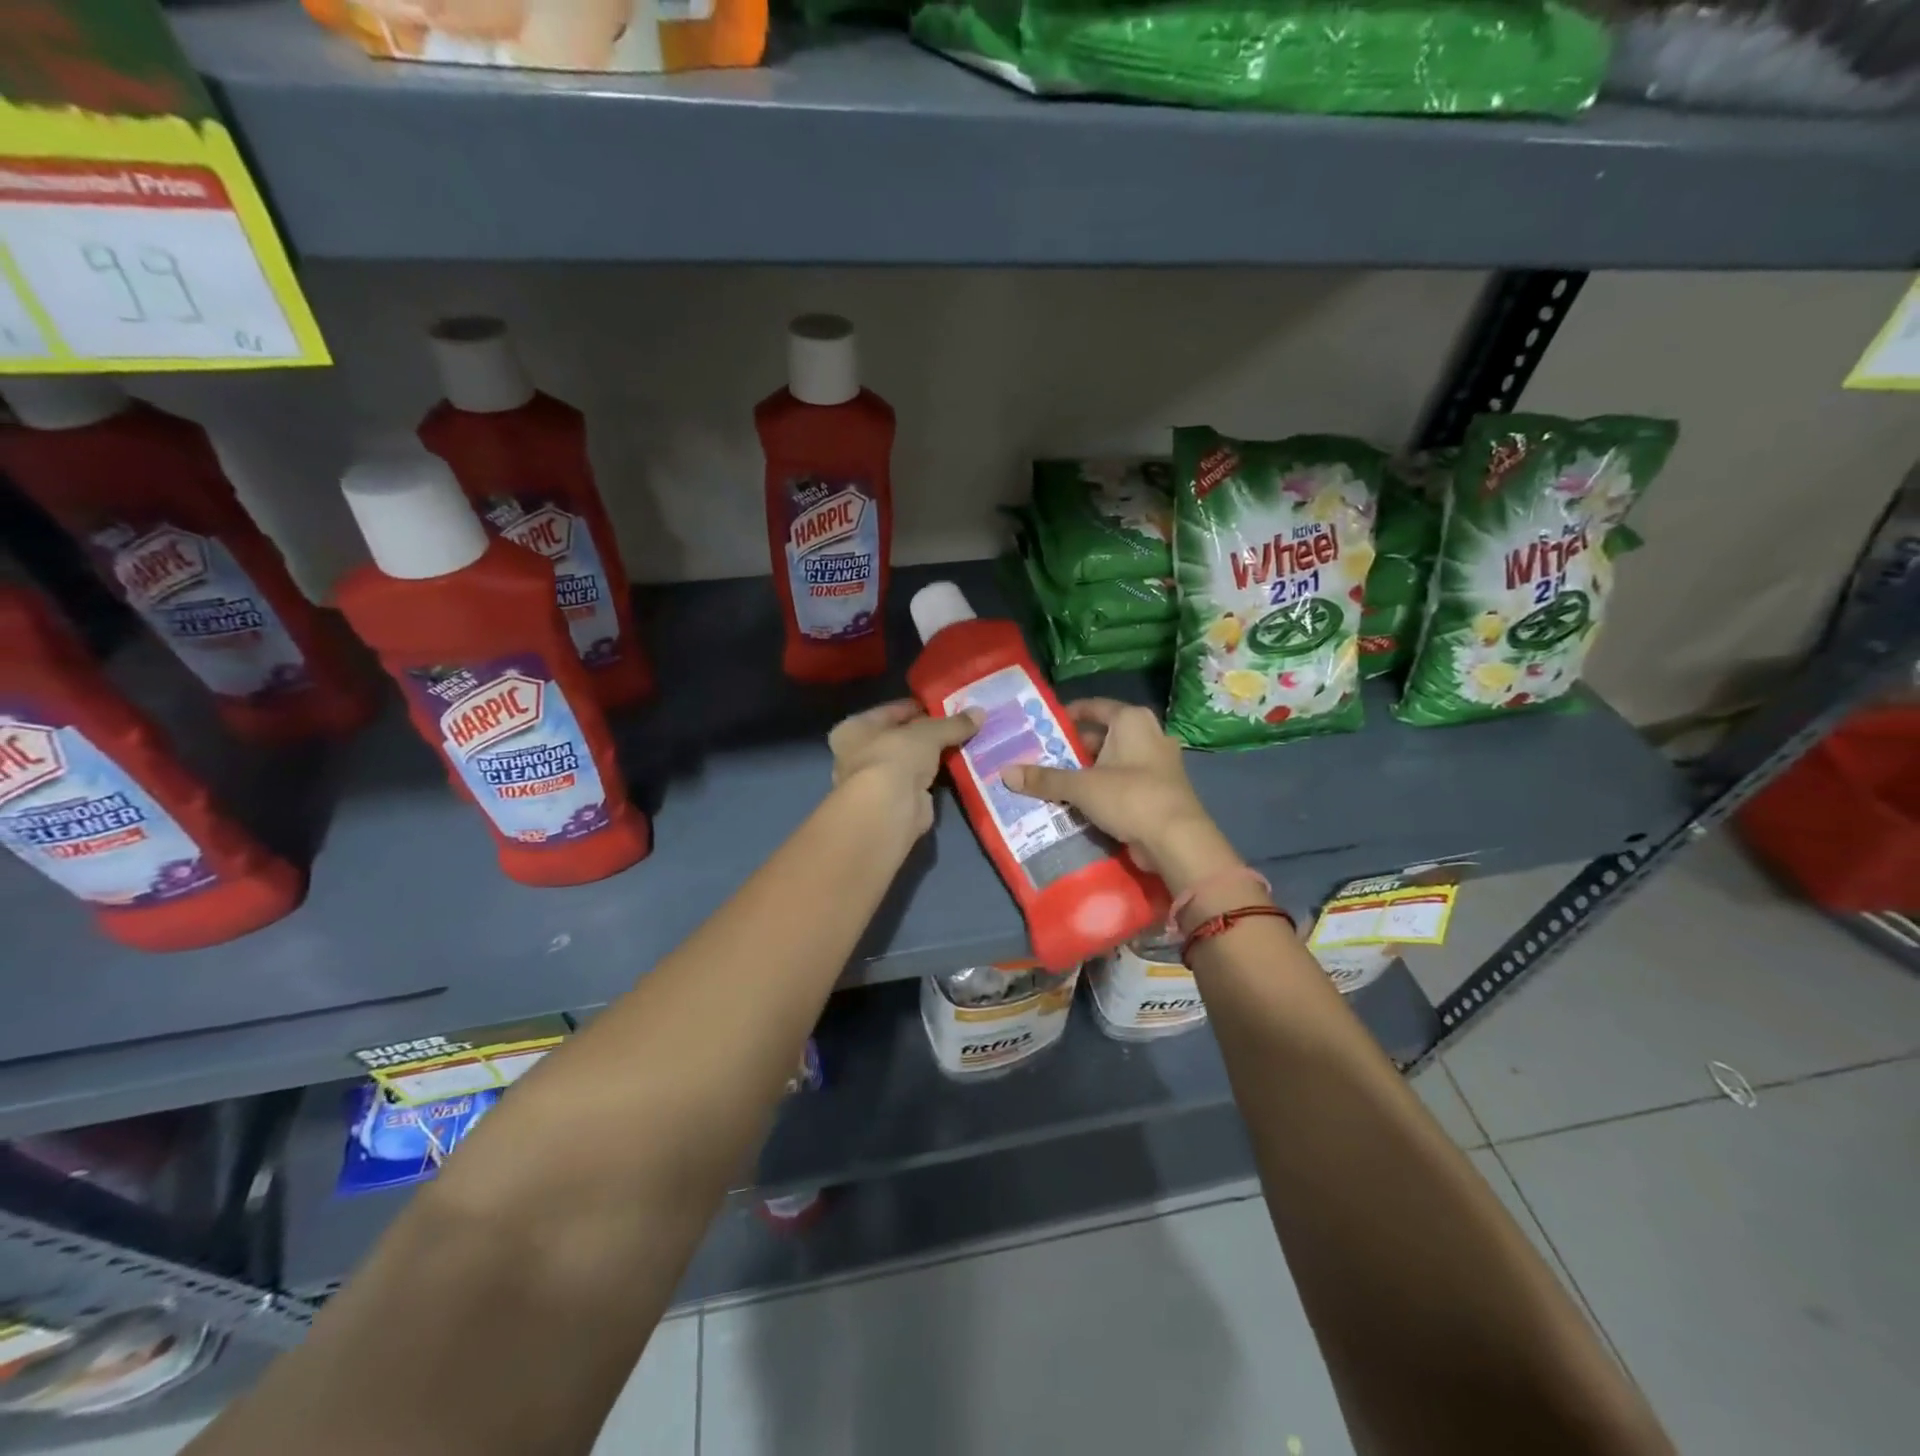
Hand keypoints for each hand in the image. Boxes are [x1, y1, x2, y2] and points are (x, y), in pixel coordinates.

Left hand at [828, 701, 980, 840]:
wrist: (889, 810)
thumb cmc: (894, 757)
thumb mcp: (928, 733)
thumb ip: (952, 724)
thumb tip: (980, 712)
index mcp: (853, 729)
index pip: (890, 711)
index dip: (918, 707)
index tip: (946, 705)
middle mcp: (858, 754)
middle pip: (900, 738)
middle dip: (928, 734)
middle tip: (959, 725)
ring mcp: (876, 782)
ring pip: (910, 761)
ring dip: (933, 757)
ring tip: (964, 744)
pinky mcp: (895, 802)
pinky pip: (920, 782)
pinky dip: (936, 777)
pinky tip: (958, 768)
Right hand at [1000, 699, 1240, 891]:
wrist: (1178, 841)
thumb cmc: (1129, 796)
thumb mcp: (1081, 786)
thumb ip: (1044, 779)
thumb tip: (1004, 773)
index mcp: (1132, 721)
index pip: (1094, 707)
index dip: (1067, 714)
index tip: (1041, 725)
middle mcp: (1149, 735)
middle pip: (1102, 736)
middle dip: (1071, 748)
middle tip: (1039, 758)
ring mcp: (1157, 764)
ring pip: (1111, 762)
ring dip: (1085, 772)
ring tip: (1051, 782)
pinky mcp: (1159, 791)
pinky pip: (1122, 783)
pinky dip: (1102, 789)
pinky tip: (1078, 803)